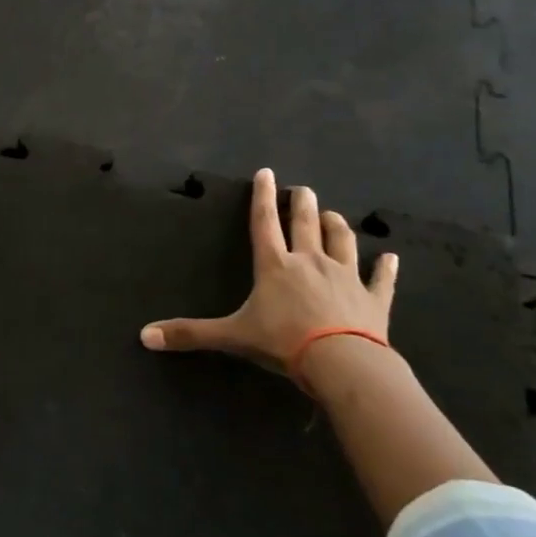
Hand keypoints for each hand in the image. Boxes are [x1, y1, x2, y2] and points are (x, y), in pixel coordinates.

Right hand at [139, 169, 396, 385]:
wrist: (342, 363)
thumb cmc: (283, 342)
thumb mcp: (232, 336)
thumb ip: (190, 333)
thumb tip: (144, 336)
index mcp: (275, 266)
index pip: (264, 223)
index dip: (262, 196)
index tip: (266, 173)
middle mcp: (310, 262)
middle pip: (305, 223)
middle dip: (302, 202)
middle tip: (302, 189)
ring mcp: (346, 277)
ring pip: (342, 240)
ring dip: (336, 225)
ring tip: (332, 214)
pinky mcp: (374, 299)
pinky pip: (381, 278)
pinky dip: (386, 267)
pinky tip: (390, 257)